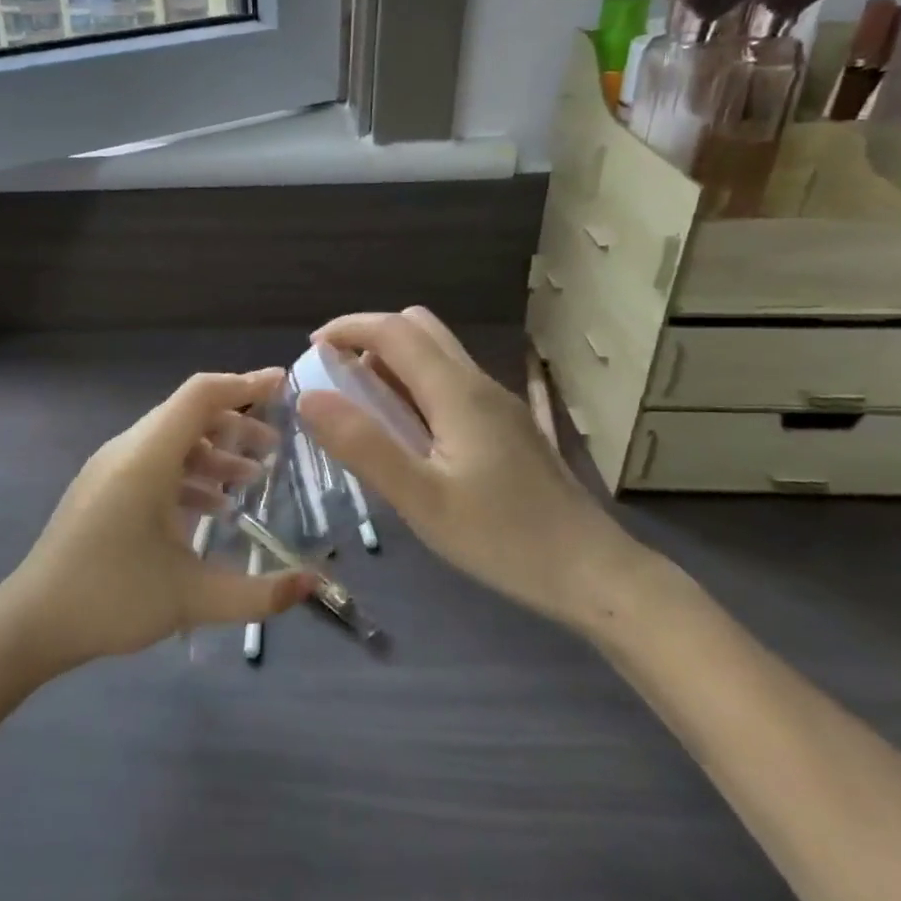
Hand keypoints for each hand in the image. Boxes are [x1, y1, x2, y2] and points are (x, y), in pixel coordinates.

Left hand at [0, 369, 317, 674]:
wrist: (31, 621)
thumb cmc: (111, 599)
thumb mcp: (193, 598)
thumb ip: (259, 593)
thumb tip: (313, 583)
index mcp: (147, 458)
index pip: (200, 395)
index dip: (244, 383)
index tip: (284, 384)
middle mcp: (127, 450)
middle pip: (188, 414)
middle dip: (236, 423)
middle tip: (276, 446)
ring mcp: (110, 468)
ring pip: (171, 441)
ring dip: (213, 452)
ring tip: (251, 478)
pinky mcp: (102, 489)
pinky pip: (153, 463)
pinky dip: (188, 474)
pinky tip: (213, 508)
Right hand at [295, 308, 648, 630]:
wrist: (592, 572)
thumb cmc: (502, 538)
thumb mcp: (420, 498)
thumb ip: (363, 444)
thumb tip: (308, 397)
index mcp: (456, 391)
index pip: (394, 330)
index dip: (347, 328)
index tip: (310, 351)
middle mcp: (478, 383)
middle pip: (419, 329)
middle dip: (369, 340)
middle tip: (336, 381)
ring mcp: (498, 404)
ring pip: (437, 355)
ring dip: (392, 365)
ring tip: (363, 412)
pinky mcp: (506, 427)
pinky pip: (450, 384)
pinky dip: (415, 388)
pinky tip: (407, 437)